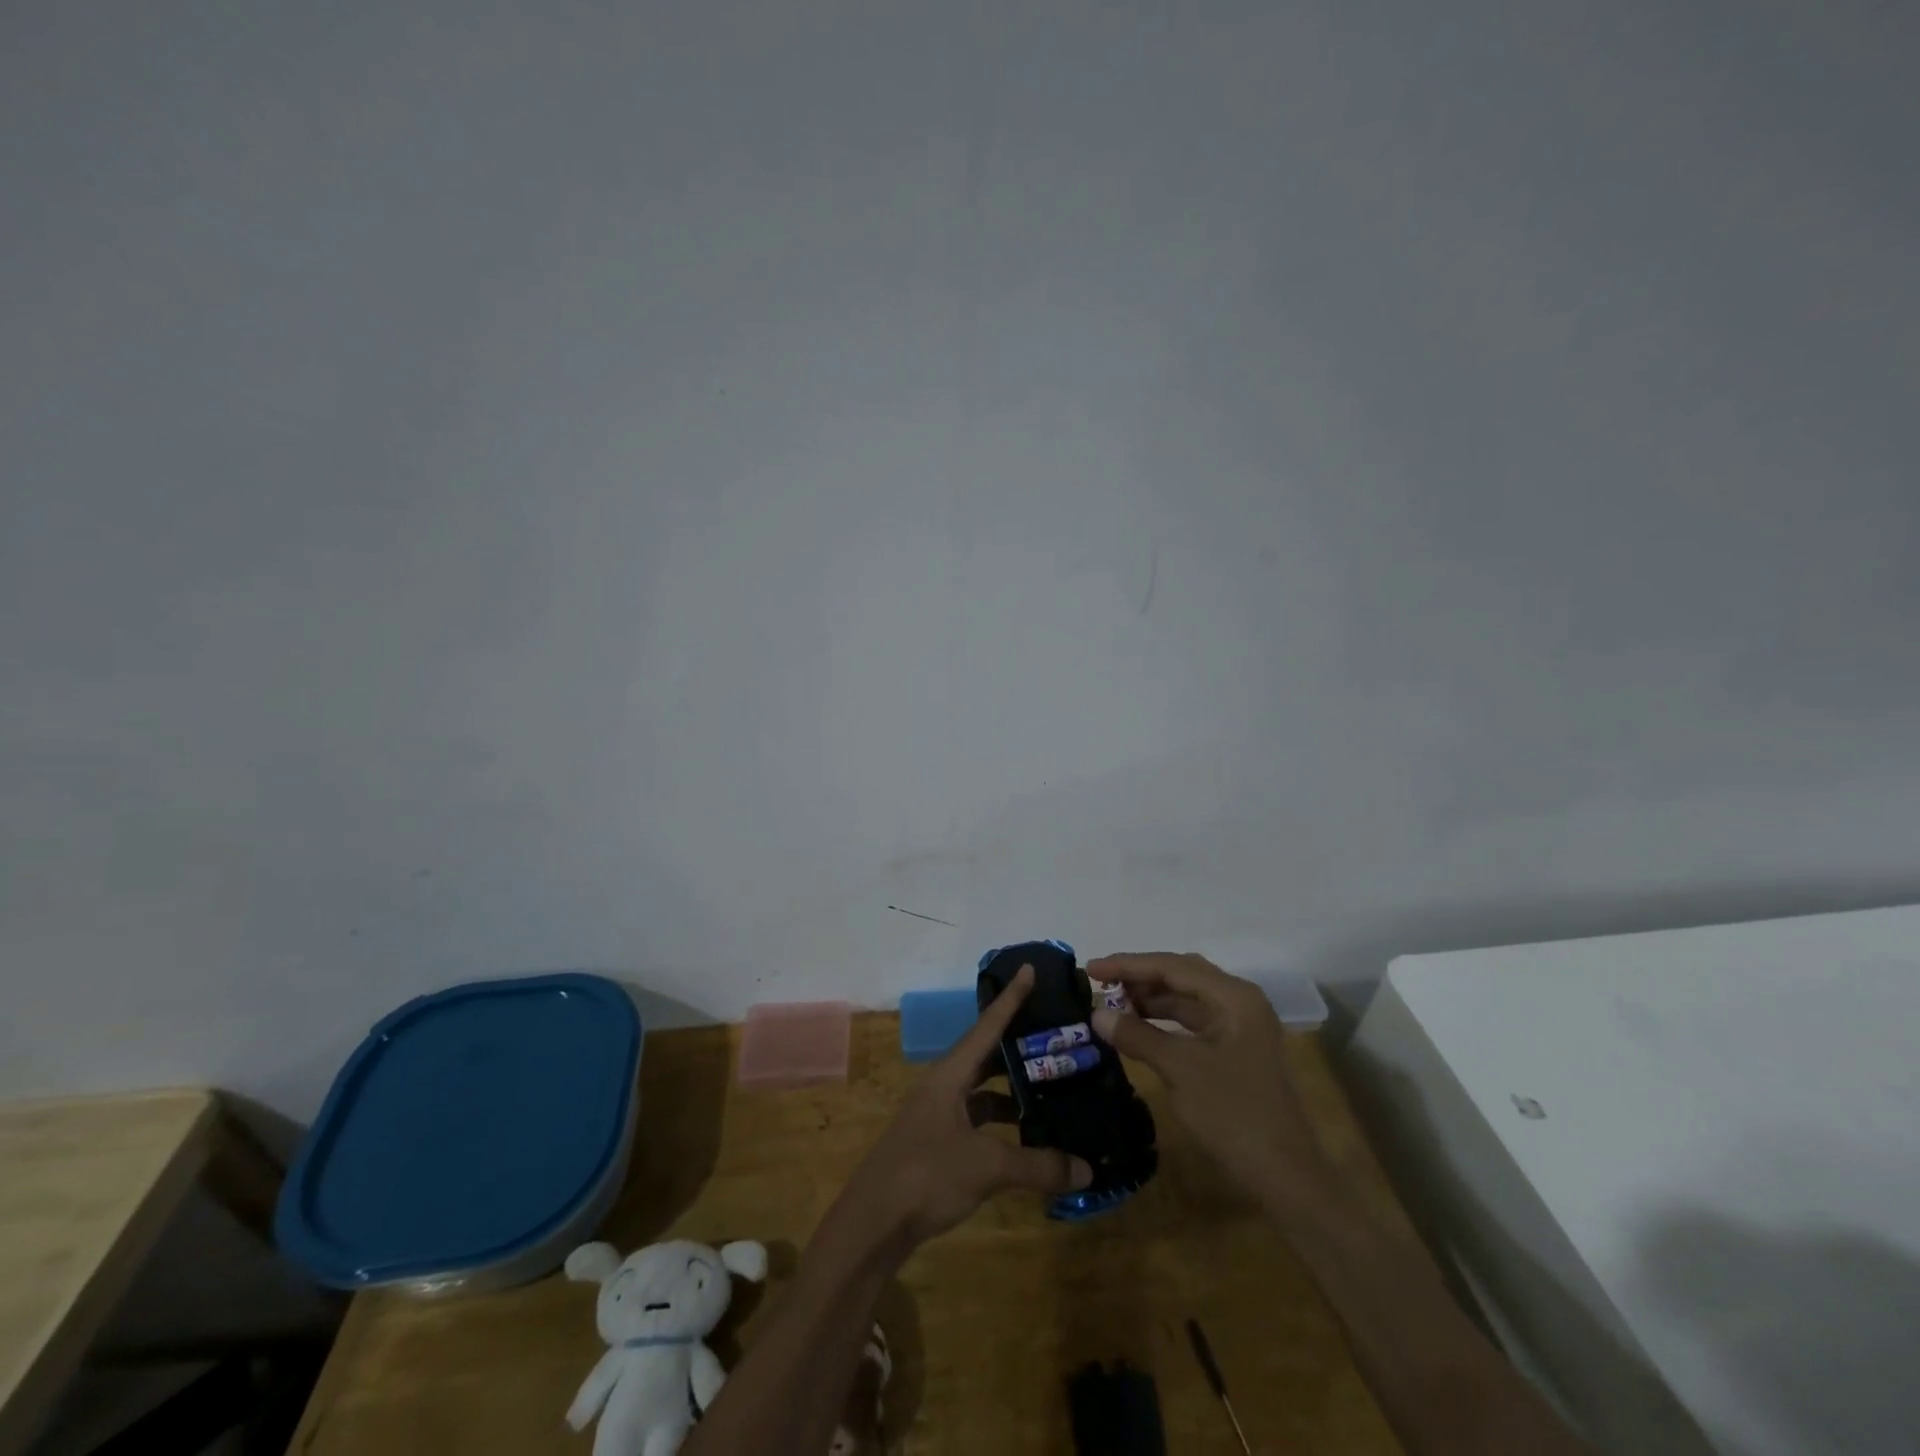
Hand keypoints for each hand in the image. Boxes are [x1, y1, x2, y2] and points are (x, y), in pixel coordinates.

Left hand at [829, 965, 1092, 1257]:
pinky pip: (977, 1121)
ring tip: (1050, 1088)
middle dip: (1018, 1045)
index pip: (987, 1026)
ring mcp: (937, 1116)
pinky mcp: (936, 1144)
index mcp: (949, 1074)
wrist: (871, 1224)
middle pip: (985, 1055)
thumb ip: (1038, 1165)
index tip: (1029, 969)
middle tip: (1055, 1036)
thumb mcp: (987, 1166)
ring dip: (1011, 1089)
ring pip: (981, 1090)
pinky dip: (1001, 1124)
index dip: (1011, 998)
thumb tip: (1088, 1170)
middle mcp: (942, 1086)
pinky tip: (1025, 1139)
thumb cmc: (926, 1175)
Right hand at [1087, 952, 1324, 1202]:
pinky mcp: (1235, 1050)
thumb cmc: (1234, 1115)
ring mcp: (1239, 1026)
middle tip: (1099, 984)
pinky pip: (1192, 1022)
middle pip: (1180, 976)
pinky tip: (1137, 1028)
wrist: (1285, 1178)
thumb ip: (1137, 1036)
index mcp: (1233, 996)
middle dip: (1138, 978)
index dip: (1128, 965)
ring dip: (1149, 999)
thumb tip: (1096, 1013)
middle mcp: (1239, 1001)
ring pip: (1186, 999)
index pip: (1172, 966)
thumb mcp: (1180, 1070)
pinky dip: (1162, 1021)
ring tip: (1111, 1004)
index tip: (1090, 968)